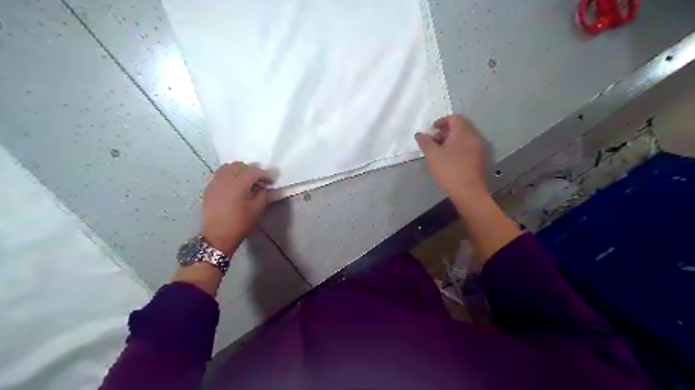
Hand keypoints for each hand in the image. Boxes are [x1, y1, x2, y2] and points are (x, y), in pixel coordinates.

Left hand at [201, 162, 270, 255]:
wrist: (217, 236)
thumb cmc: (240, 223)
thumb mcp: (257, 210)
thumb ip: (263, 195)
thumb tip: (264, 187)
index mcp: (239, 183)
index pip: (254, 171)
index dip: (265, 175)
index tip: (270, 181)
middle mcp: (226, 178)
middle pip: (240, 165)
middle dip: (251, 170)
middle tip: (259, 180)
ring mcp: (215, 182)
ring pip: (228, 167)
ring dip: (239, 170)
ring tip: (245, 180)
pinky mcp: (209, 188)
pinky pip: (220, 174)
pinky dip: (229, 175)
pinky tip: (233, 186)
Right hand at [418, 115, 487, 200]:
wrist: (468, 191)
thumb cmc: (449, 170)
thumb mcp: (432, 155)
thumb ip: (425, 142)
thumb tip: (419, 134)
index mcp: (463, 132)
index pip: (454, 118)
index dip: (442, 121)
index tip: (432, 129)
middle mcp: (474, 136)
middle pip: (460, 127)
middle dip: (446, 131)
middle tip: (434, 140)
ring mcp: (479, 148)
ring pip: (464, 138)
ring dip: (452, 140)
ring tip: (440, 151)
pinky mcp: (480, 159)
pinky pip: (468, 147)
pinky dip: (458, 148)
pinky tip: (450, 159)